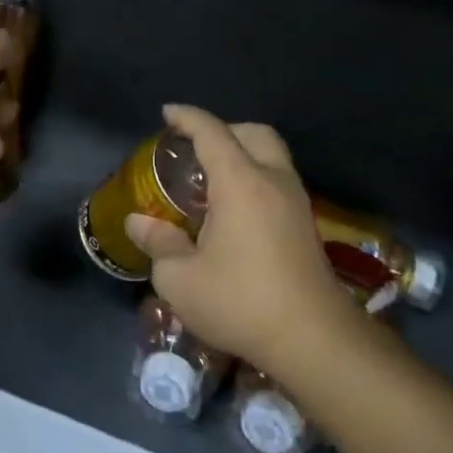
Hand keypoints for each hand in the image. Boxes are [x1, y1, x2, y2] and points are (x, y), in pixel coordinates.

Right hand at [125, 104, 353, 378]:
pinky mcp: (305, 226)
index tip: (168, 113)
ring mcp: (295, 203)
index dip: (187, 117)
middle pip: (254, 133)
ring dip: (242, 155)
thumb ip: (158, 243)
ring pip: (271, 156)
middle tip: (194, 148)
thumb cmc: (240, 301)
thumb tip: (138, 221)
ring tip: (210, 179)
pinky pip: (278, 181)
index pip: (212, 133)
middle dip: (223, 130)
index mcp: (240, 182)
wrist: (313, 339)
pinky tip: (233, 210)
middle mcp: (273, 181)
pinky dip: (254, 178)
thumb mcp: (181, 279)